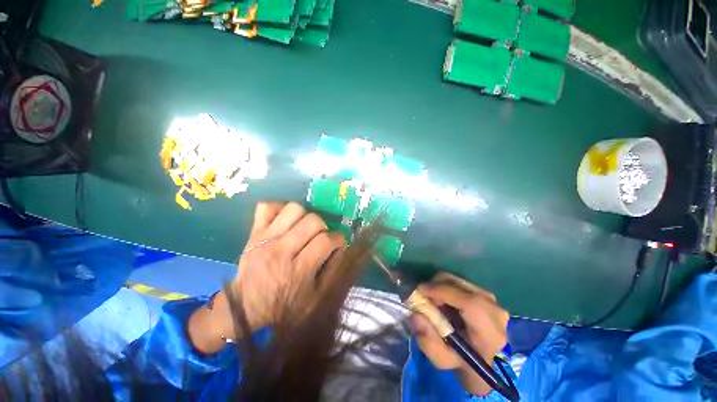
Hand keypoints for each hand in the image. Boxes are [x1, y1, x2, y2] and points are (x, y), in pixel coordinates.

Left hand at [232, 202, 345, 329]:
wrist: (244, 312)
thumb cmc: (284, 309)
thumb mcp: (315, 300)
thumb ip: (333, 272)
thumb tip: (341, 248)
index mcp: (298, 270)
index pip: (327, 240)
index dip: (339, 240)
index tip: (338, 244)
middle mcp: (281, 250)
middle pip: (313, 221)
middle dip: (324, 227)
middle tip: (321, 238)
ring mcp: (265, 239)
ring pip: (294, 209)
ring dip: (305, 216)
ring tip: (304, 229)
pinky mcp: (253, 233)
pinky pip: (266, 207)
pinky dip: (279, 209)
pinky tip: (286, 221)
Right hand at [408, 273, 508, 395]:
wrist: (482, 359)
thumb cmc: (461, 362)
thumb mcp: (441, 359)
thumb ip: (427, 340)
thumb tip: (415, 315)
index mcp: (490, 333)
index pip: (469, 304)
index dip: (442, 292)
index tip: (420, 291)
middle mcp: (495, 311)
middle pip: (460, 285)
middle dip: (436, 286)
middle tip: (423, 298)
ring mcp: (492, 300)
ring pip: (458, 280)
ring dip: (440, 287)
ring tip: (434, 302)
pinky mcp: (486, 293)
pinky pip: (460, 282)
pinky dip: (446, 287)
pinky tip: (443, 301)